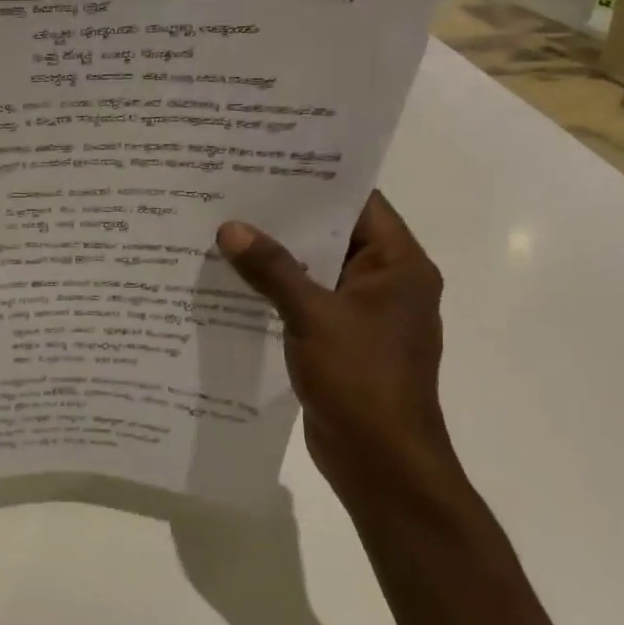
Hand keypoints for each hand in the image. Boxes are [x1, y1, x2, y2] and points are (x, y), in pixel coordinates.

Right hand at [217, 192, 461, 514]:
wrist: (381, 462)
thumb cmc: (361, 380)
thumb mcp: (313, 316)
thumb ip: (272, 270)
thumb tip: (231, 228)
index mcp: (399, 266)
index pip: (360, 203)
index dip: (317, 180)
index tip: (268, 162)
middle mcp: (385, 283)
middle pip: (333, 235)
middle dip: (285, 218)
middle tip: (233, 192)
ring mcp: (363, 315)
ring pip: (315, 270)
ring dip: (276, 257)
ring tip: (223, 230)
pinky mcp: (340, 341)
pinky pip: (305, 302)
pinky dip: (276, 292)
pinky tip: (233, 282)